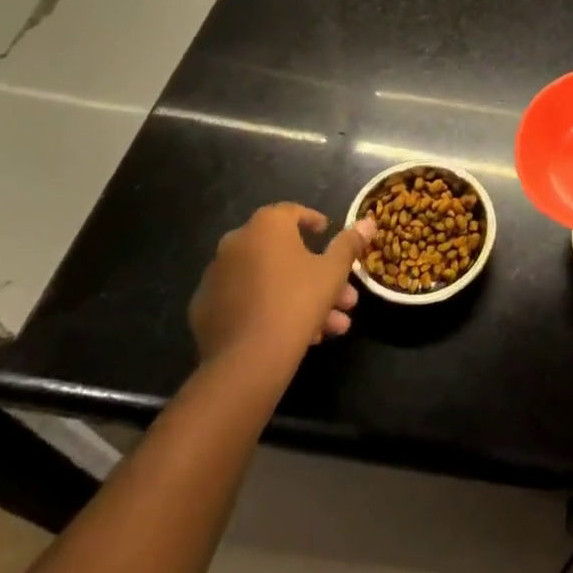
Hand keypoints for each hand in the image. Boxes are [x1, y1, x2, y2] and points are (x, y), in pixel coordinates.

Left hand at [189, 204, 373, 365]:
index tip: (327, 233)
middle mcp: (236, 242)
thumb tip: (368, 221)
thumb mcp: (333, 271)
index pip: (292, 213)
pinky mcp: (204, 310)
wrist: (248, 360)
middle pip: (283, 253)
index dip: (313, 222)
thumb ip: (349, 243)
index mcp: (266, 226)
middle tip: (341, 297)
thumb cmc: (297, 301)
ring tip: (329, 328)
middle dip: (316, 274)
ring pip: (267, 281)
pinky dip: (267, 310)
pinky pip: (245, 302)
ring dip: (298, 297)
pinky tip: (293, 335)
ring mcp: (216, 277)